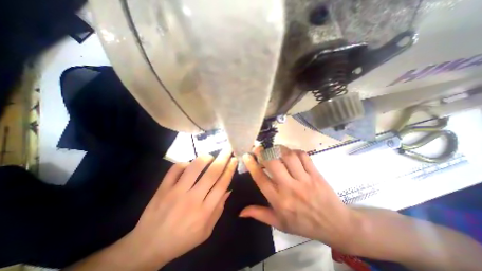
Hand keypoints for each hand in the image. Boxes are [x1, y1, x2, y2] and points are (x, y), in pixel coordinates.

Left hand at [126, 149, 234, 267]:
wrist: (148, 246)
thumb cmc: (182, 239)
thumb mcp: (206, 231)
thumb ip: (219, 209)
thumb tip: (228, 189)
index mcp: (204, 211)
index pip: (222, 185)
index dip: (230, 170)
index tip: (234, 160)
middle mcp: (192, 199)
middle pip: (212, 173)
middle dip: (223, 158)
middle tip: (228, 149)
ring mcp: (175, 192)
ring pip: (194, 168)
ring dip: (205, 158)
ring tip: (210, 156)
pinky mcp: (163, 188)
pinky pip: (175, 169)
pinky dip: (184, 163)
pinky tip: (189, 165)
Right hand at [241, 146, 356, 251]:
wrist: (334, 224)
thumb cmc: (303, 224)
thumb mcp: (279, 223)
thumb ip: (259, 214)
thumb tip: (240, 211)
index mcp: (279, 200)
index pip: (261, 179)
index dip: (252, 165)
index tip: (247, 155)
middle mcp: (290, 188)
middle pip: (273, 163)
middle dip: (264, 152)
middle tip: (259, 148)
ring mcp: (304, 179)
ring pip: (289, 157)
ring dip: (279, 149)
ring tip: (274, 148)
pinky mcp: (316, 174)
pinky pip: (303, 156)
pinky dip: (295, 151)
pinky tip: (291, 153)